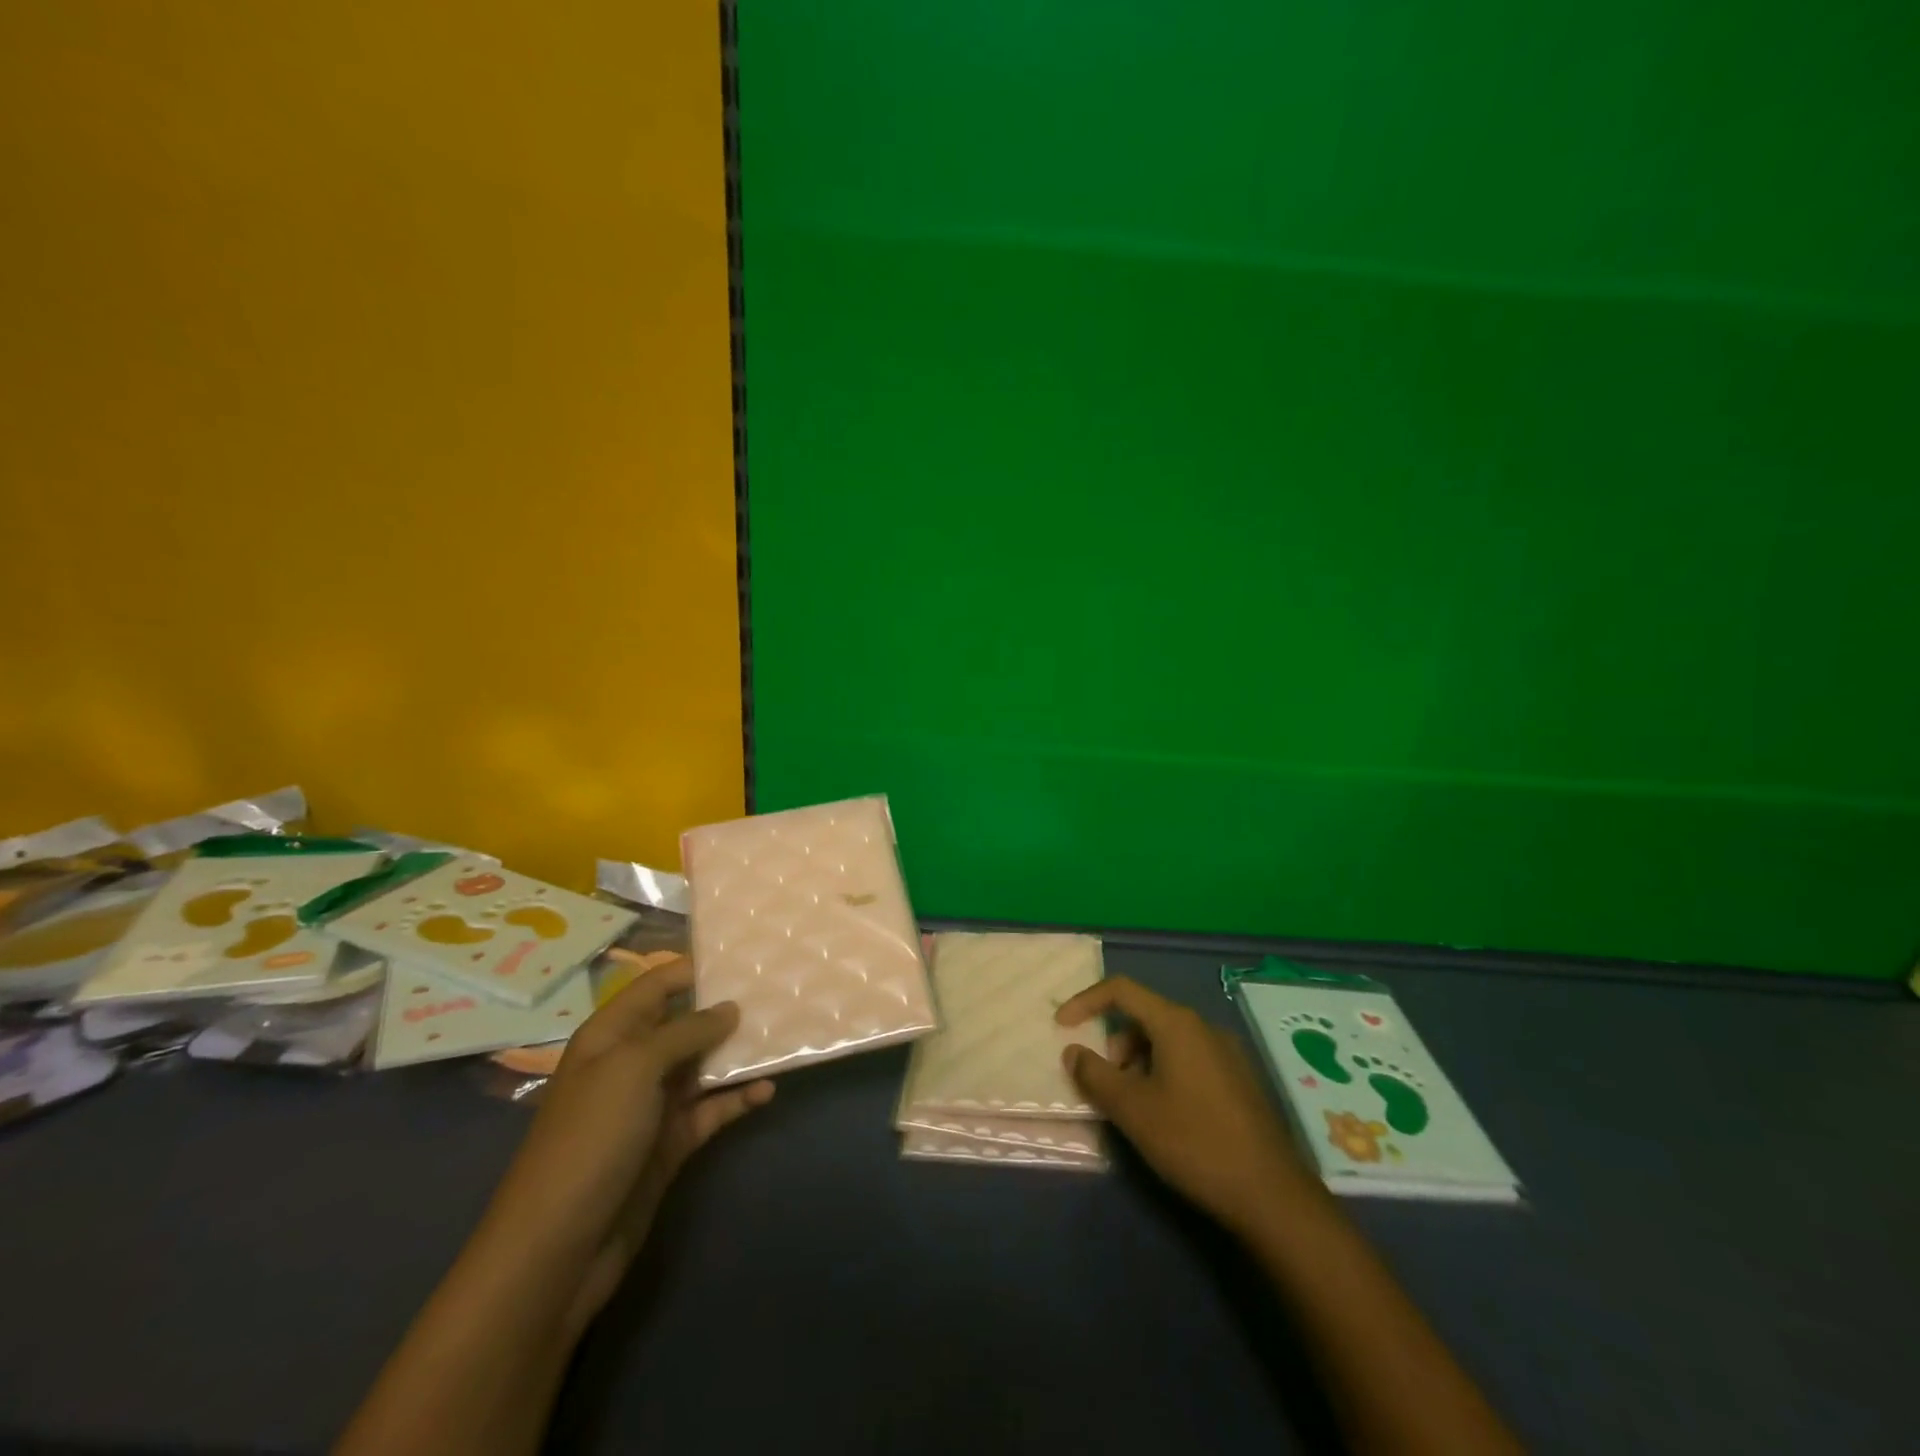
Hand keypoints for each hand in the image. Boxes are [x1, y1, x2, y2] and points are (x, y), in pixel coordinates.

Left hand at [480, 962, 772, 1332]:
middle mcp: (631, 1064)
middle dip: (725, 1009)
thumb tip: (729, 1008)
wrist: (558, 1248)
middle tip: (777, 992)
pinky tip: (768, 1090)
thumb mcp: (635, 1068)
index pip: (656, 986)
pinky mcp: (670, 1144)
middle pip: (684, 1024)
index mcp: (610, 1036)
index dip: (693, 969)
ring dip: (738, 1053)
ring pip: (703, 1066)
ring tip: (782, 1034)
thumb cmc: (591, 1138)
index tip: (743, 957)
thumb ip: (685, 1031)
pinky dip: (738, 1099)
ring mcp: (651, 1106)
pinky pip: (711, 1110)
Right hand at [1056, 976, 1318, 1233]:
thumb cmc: (1194, 1141)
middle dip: (1115, 1045)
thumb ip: (1095, 1075)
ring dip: (1138, 1064)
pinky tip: (1166, 1118)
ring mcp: (1226, 1053)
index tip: (1062, 1027)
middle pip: (1144, 1017)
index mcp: (1177, 1023)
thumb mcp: (1133, 1110)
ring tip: (1135, 1109)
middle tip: (1107, 1087)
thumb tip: (1073, 1051)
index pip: (1121, 990)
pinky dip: (1163, 1075)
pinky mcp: (1239, 1080)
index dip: (1086, 1002)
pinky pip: (1188, 1061)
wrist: (1271, 1195)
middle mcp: (1203, 1027)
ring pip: (1166, 1042)